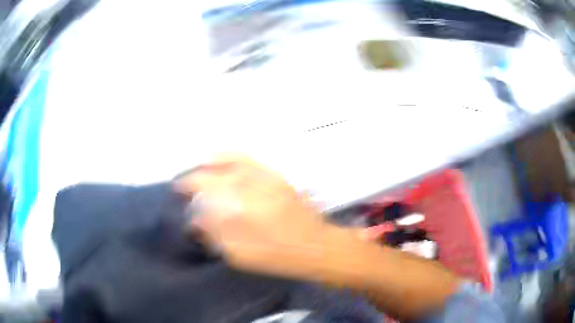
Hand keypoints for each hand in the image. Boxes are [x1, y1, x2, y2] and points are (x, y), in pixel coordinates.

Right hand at [174, 156, 332, 276]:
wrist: (316, 246)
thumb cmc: (279, 254)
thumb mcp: (242, 254)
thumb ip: (216, 234)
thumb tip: (196, 221)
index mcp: (243, 200)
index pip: (207, 183)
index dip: (189, 183)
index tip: (178, 188)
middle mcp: (254, 181)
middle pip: (219, 167)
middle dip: (199, 172)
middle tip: (189, 182)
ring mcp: (268, 176)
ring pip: (235, 158)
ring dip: (215, 161)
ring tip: (203, 168)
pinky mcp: (278, 177)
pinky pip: (252, 160)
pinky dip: (235, 157)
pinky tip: (229, 164)